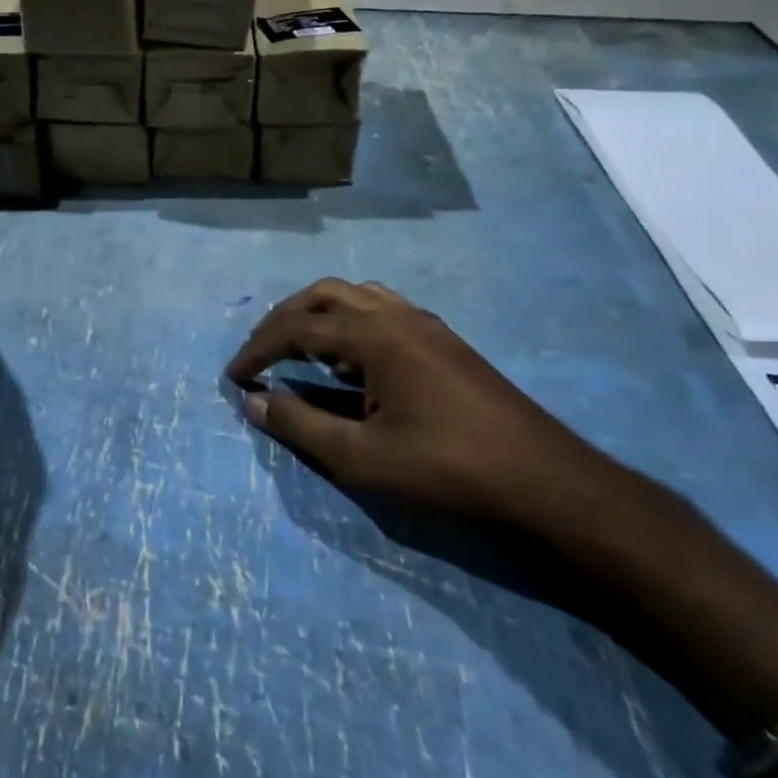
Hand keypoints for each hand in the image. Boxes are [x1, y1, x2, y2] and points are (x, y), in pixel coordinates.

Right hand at [227, 278, 615, 532]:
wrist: (544, 482)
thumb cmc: (446, 469)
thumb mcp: (362, 457)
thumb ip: (301, 425)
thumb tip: (254, 402)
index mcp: (374, 334)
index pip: (297, 328)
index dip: (258, 349)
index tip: (233, 376)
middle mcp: (397, 314)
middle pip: (325, 296)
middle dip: (284, 319)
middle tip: (261, 353)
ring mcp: (425, 324)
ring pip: (357, 297)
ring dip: (320, 315)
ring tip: (302, 352)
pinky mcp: (444, 341)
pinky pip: (384, 313)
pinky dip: (353, 325)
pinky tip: (353, 364)